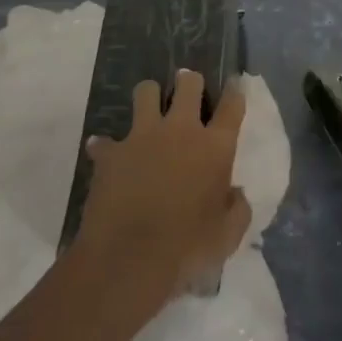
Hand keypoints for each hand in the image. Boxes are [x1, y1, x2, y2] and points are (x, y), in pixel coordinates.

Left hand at [73, 70, 252, 307]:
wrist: (129, 259)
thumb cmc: (187, 248)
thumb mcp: (227, 236)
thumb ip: (237, 208)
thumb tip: (235, 194)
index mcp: (214, 147)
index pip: (232, 106)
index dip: (235, 91)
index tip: (235, 83)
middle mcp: (180, 130)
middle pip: (188, 84)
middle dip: (189, 81)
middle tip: (187, 87)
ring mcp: (142, 136)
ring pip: (145, 92)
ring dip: (149, 97)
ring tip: (149, 109)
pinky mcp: (111, 152)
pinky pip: (104, 141)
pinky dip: (106, 146)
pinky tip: (106, 155)